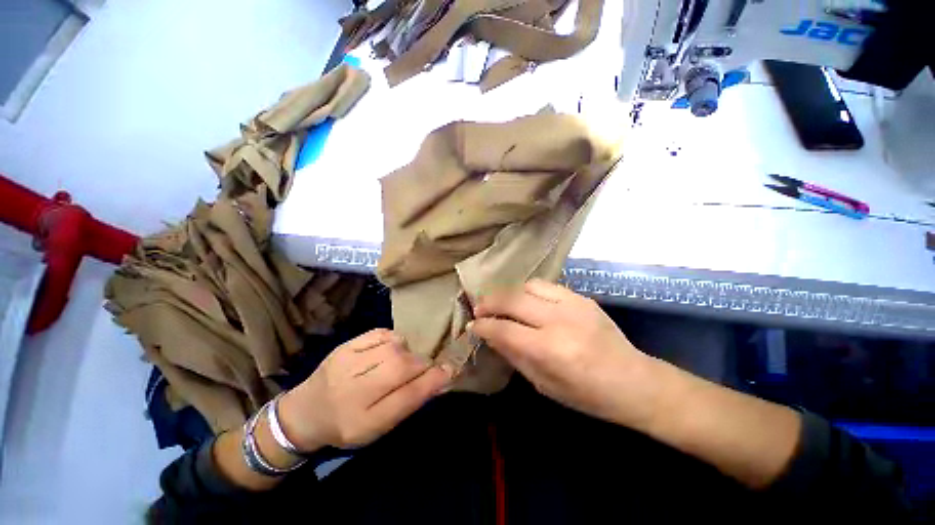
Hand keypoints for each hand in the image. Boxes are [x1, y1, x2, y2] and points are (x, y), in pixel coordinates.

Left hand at [279, 329, 452, 450]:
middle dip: (421, 364)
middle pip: (400, 366)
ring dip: (407, 351)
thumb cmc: (347, 425)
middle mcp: (351, 391)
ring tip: (402, 360)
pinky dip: (394, 339)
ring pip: (393, 347)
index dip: (432, 381)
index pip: (407, 397)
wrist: (305, 412)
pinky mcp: (344, 345)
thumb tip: (438, 378)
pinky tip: (390, 349)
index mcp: (362, 422)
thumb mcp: (378, 427)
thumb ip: (408, 402)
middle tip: (424, 367)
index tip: (450, 370)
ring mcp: (345, 363)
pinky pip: (381, 333)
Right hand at [469, 280, 662, 428]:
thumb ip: (514, 355)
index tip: (472, 325)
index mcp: (550, 350)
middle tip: (479, 309)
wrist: (635, 381)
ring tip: (501, 303)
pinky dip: (528, 291)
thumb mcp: (544, 384)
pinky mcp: (581, 297)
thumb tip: (490, 335)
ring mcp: (572, 304)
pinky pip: (546, 286)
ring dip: (509, 294)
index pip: (504, 329)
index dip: (483, 326)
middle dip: (489, 302)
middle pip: (512, 300)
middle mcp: (559, 321)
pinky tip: (525, 302)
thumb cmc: (587, 395)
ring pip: (527, 286)